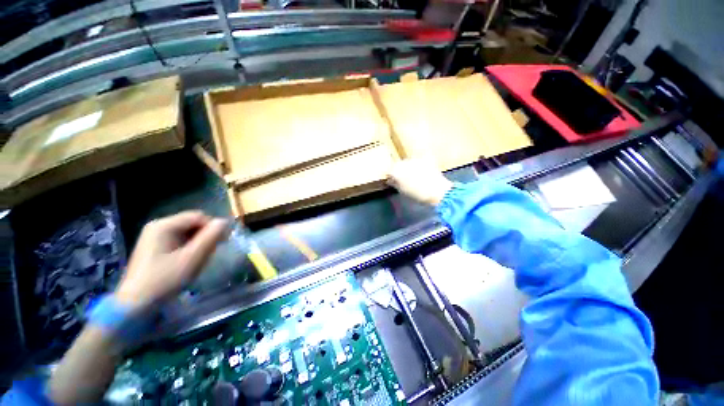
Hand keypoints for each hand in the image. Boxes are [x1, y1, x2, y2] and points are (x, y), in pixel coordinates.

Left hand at [115, 211, 228, 310]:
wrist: (135, 305)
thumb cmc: (165, 279)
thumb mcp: (193, 258)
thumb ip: (211, 237)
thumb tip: (225, 221)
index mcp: (164, 225)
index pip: (198, 216)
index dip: (213, 227)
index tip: (222, 242)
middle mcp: (158, 226)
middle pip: (192, 223)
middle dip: (205, 235)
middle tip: (211, 251)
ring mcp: (154, 237)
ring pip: (187, 232)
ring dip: (198, 242)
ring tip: (200, 258)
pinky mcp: (154, 247)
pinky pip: (179, 240)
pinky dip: (189, 247)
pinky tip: (189, 260)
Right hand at [387, 159, 452, 205]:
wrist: (437, 191)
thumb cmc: (417, 194)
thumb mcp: (402, 191)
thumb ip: (395, 183)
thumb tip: (391, 180)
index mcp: (396, 171)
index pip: (389, 171)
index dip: (390, 176)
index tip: (393, 181)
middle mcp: (403, 162)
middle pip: (398, 165)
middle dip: (399, 170)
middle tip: (403, 179)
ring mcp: (415, 159)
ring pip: (408, 162)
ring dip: (409, 167)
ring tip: (414, 176)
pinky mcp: (425, 158)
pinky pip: (419, 160)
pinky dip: (418, 164)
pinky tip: (422, 170)